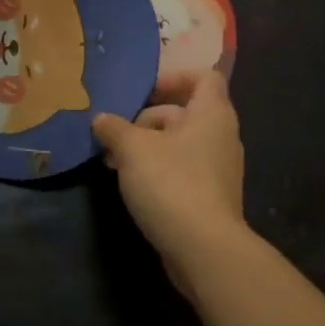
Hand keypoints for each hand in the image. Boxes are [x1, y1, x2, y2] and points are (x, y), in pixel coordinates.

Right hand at [93, 71, 246, 290]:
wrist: (204, 248)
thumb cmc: (171, 183)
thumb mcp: (133, 149)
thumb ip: (115, 128)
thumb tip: (101, 119)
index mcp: (212, 113)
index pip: (203, 77)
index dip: (174, 77)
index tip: (144, 91)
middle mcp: (222, 135)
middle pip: (185, 112)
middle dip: (147, 119)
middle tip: (116, 135)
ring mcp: (219, 168)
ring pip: (180, 144)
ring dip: (148, 147)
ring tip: (114, 161)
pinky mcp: (211, 196)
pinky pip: (184, 170)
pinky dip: (159, 170)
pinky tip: (131, 185)